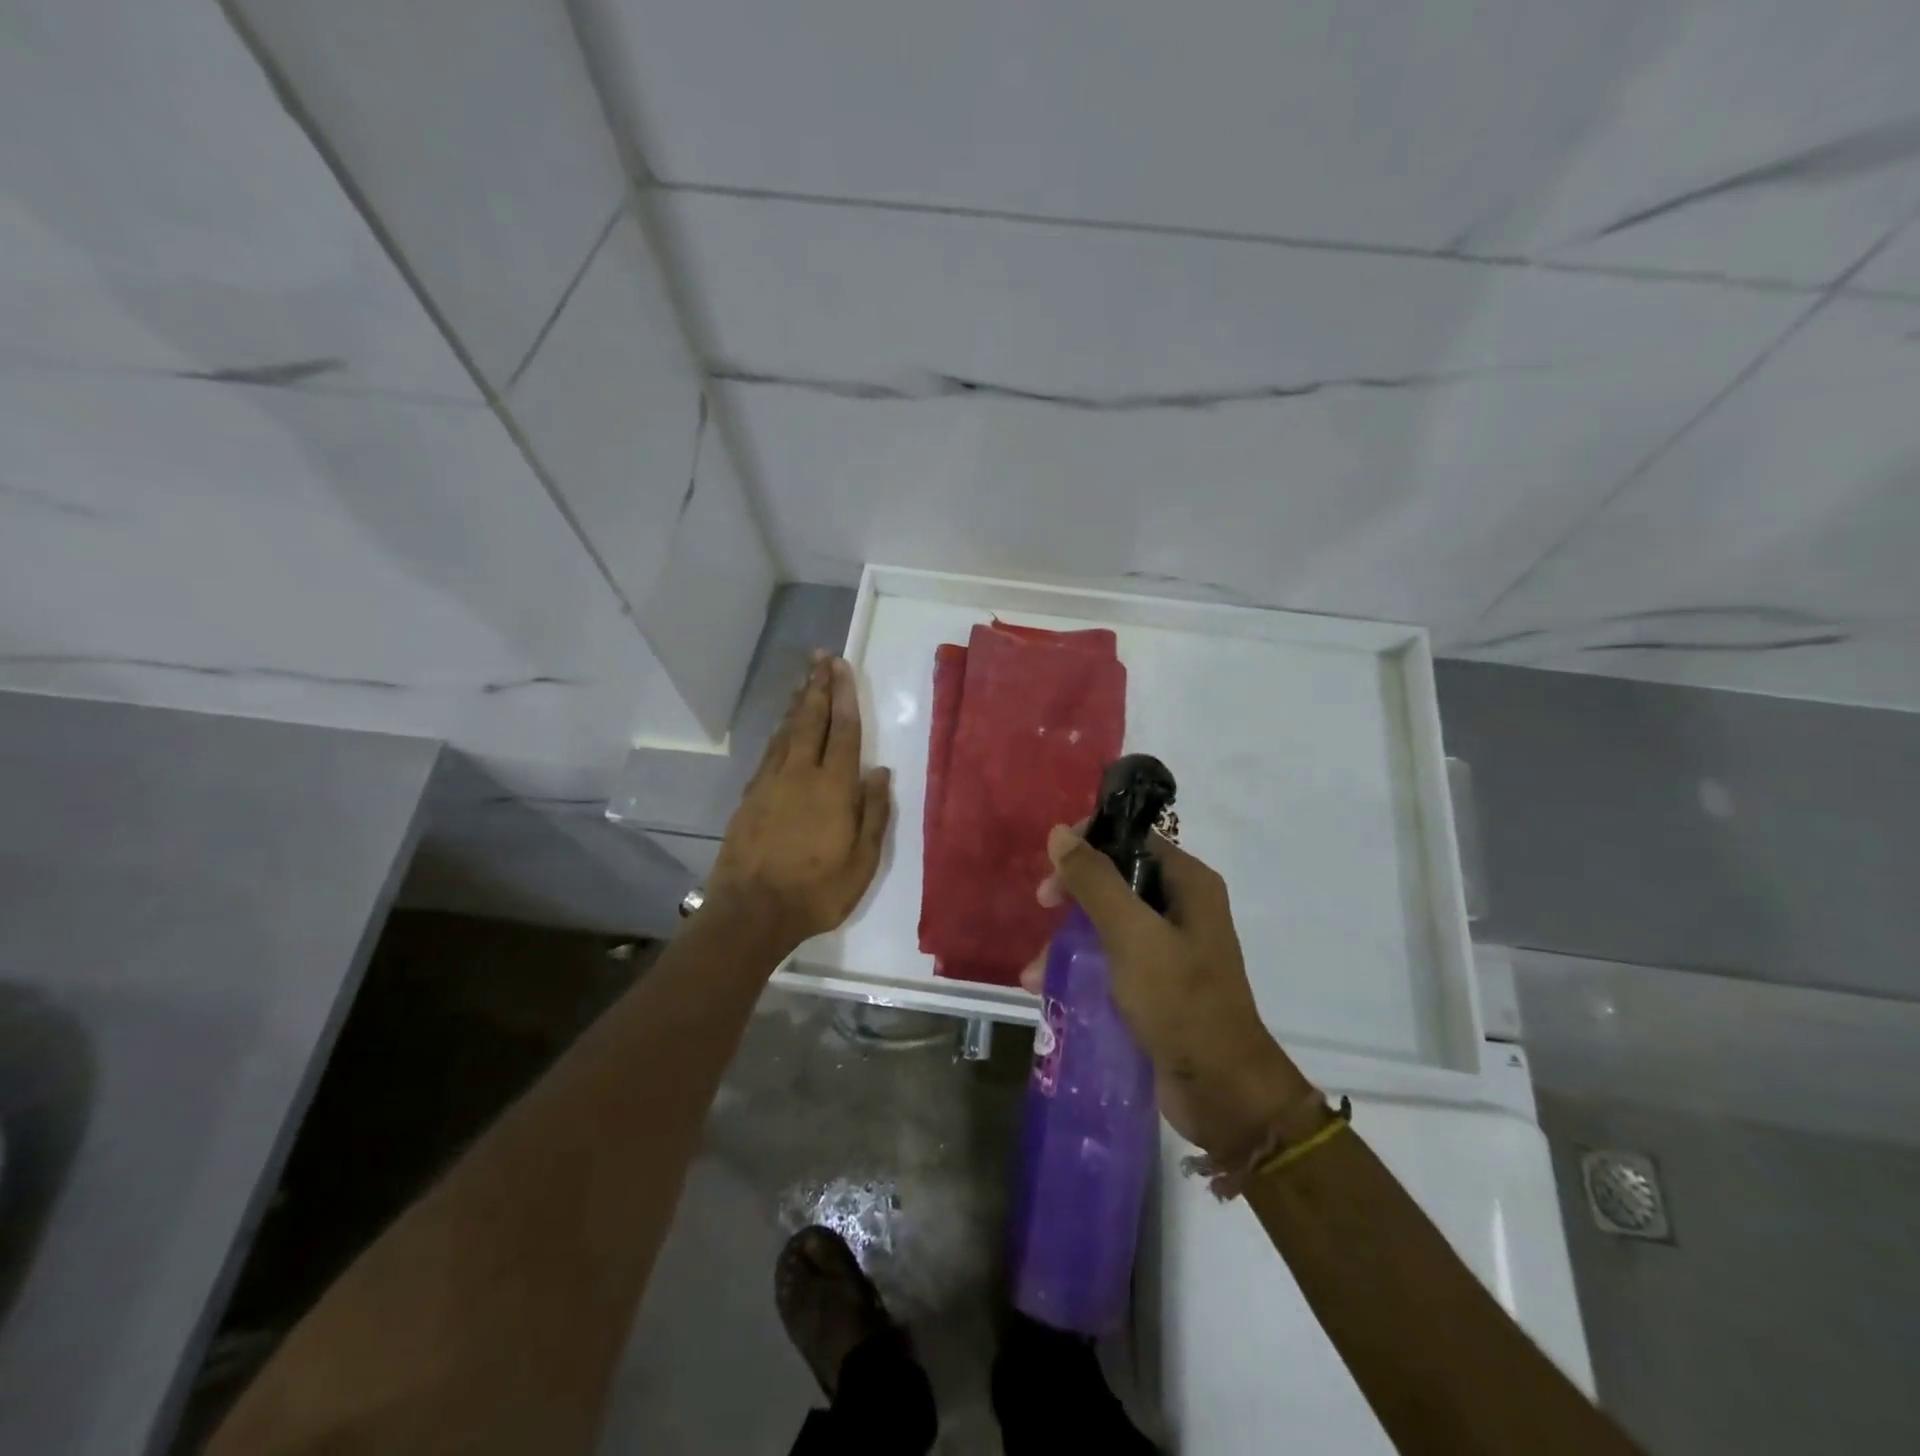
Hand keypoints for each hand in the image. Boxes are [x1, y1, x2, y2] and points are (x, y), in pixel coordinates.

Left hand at [708, 654, 892, 953]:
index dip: (844, 696)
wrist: (750, 912)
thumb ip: (873, 813)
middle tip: (821, 657)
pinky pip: (770, 750)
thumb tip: (879, 772)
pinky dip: (779, 730)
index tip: (842, 666)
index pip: (843, 730)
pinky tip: (783, 725)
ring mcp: (770, 782)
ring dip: (797, 702)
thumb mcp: (861, 862)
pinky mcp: (750, 795)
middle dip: (818, 686)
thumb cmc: (815, 891)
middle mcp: (800, 774)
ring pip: (786, 731)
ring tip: (804, 679)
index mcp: (833, 787)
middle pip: (810, 720)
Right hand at [1026, 827, 1311, 1156]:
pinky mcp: (1158, 982)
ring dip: (1069, 939)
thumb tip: (1059, 833)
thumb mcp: (1131, 935)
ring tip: (1035, 973)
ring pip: (1108, 921)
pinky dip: (1082, 967)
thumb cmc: (1179, 1001)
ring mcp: (1170, 946)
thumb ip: (1095, 882)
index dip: (1088, 844)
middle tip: (1043, 909)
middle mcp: (1182, 906)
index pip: (1131, 839)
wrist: (1221, 1090)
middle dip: (1073, 896)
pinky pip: (1112, 958)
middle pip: (1115, 878)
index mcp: (1188, 883)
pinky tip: (1049, 988)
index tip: (1052, 866)